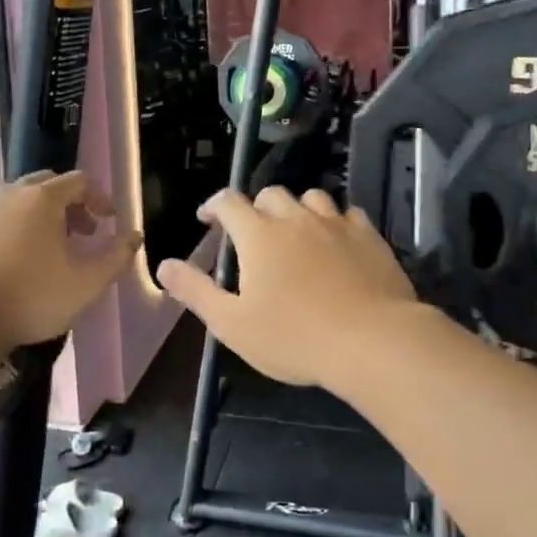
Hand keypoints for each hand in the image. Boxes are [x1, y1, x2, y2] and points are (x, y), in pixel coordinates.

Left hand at [0, 171, 141, 354]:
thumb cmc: (33, 297)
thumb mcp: (88, 283)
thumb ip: (117, 255)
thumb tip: (134, 235)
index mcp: (42, 199)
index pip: (79, 181)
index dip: (99, 197)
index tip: (109, 220)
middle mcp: (8, 195)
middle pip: (45, 186)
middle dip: (69, 205)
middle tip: (82, 233)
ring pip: (15, 204)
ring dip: (37, 219)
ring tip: (47, 251)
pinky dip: (8, 234)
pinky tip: (10, 265)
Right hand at [155, 187, 419, 391]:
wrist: (373, 342)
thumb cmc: (295, 337)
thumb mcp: (232, 323)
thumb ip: (196, 291)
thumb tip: (163, 265)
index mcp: (258, 235)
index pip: (228, 201)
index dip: (213, 205)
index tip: (207, 219)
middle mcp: (295, 218)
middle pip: (270, 195)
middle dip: (256, 208)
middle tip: (254, 235)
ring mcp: (335, 224)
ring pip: (311, 198)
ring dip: (297, 210)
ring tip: (296, 234)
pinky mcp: (369, 236)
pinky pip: (347, 215)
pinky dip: (334, 222)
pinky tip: (336, 243)